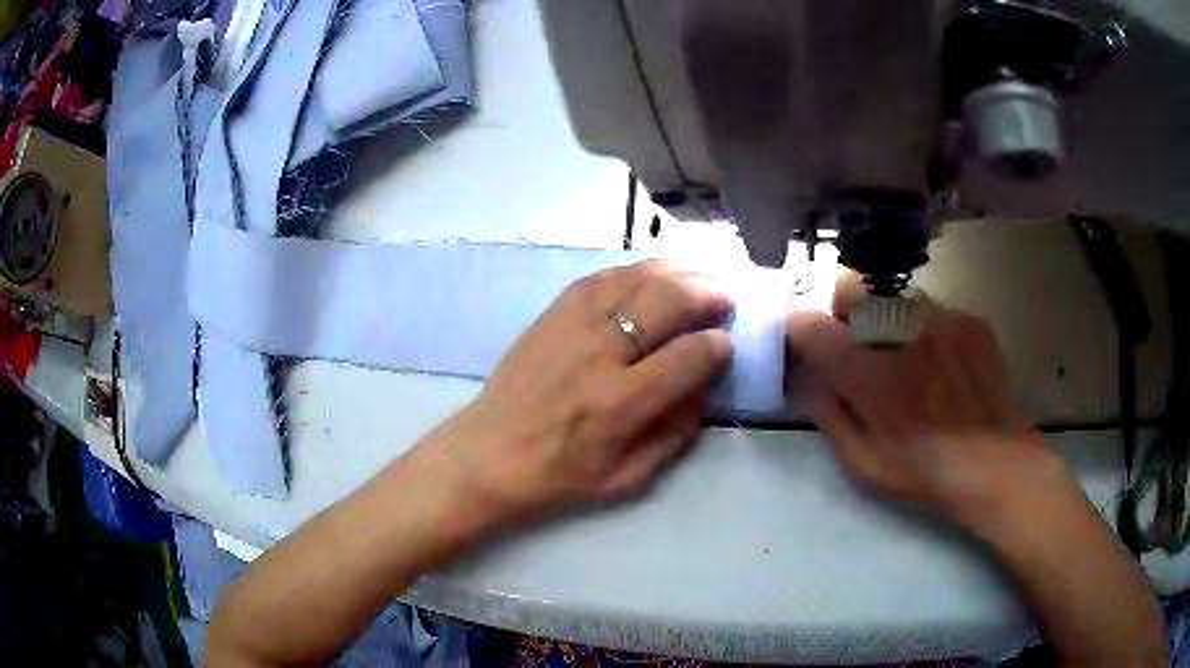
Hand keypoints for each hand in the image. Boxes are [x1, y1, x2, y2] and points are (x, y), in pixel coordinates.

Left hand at [424, 260, 733, 528]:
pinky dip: (636, 269)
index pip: (688, 356)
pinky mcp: (553, 312)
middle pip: (667, 301)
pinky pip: (602, 276)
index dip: (718, 345)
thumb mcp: (630, 475)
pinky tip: (654, 271)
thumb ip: (677, 431)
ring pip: (636, 278)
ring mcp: (572, 325)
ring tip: (702, 271)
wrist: (491, 452)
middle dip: (707, 293)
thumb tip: (705, 384)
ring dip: (678, 269)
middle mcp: (599, 354)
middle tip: (725, 296)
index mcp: (620, 403)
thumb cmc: (562, 474)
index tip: (727, 343)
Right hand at [787, 275, 1067, 533]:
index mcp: (865, 369)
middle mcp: (899, 329)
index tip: (805, 343)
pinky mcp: (968, 319)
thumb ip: (824, 410)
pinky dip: (926, 330)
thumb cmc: (922, 472)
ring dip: (886, 319)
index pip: (807, 320)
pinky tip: (942, 366)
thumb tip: (800, 375)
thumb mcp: (860, 459)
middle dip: (839, 306)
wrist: (995, 465)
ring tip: (907, 361)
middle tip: (853, 341)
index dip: (798, 328)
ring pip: (893, 297)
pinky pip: (932, 311)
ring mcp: (939, 318)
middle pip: (849, 285)